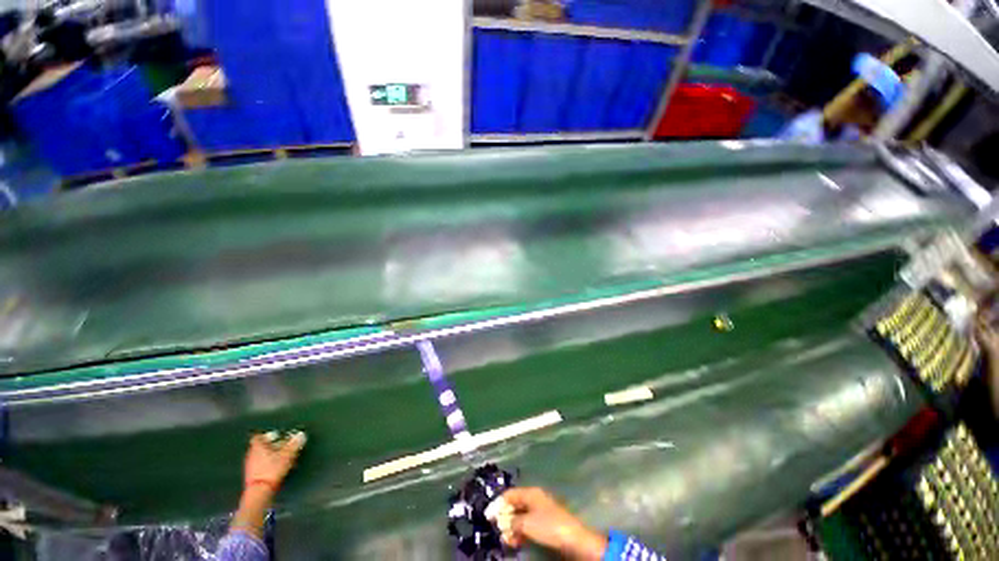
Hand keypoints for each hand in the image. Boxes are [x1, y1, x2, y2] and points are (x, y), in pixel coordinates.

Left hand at [243, 430, 306, 492]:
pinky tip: (277, 468)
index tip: (277, 436)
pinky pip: (261, 466)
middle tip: (283, 446)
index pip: (259, 437)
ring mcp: (250, 466)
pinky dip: (268, 465)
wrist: (259, 492)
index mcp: (257, 447)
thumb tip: (301, 434)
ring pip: (261, 457)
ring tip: (283, 458)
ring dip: (271, 456)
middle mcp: (251, 455)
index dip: (268, 435)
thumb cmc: (272, 469)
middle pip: (261, 446)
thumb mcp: (287, 455)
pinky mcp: (252, 477)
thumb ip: (294, 444)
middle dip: (272, 446)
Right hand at [489, 487, 606, 560]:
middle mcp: (534, 498)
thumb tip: (502, 523)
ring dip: (511, 527)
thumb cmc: (548, 526)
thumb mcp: (526, 523)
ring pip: (520, 516)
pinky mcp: (544, 522)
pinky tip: (516, 541)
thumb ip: (512, 521)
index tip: (488, 516)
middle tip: (496, 529)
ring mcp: (540, 510)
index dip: (497, 504)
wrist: (572, 538)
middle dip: (504, 517)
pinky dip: (520, 531)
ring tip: (506, 539)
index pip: (509, 494)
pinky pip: (527, 524)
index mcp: (530, 493)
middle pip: (514, 504)